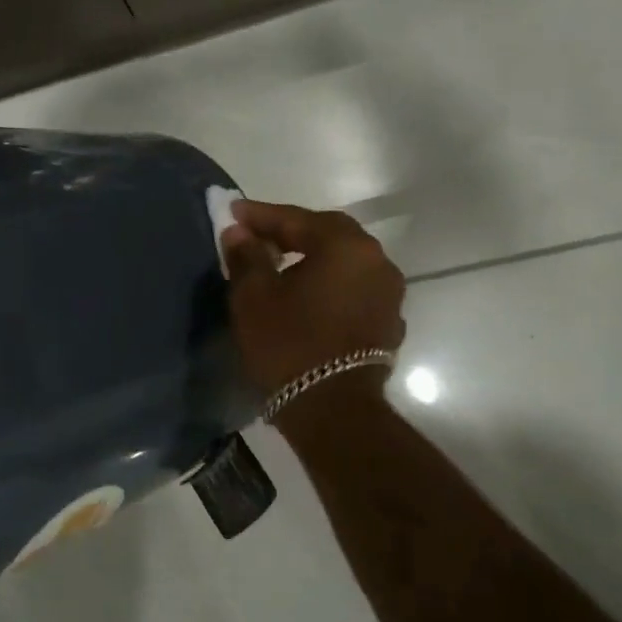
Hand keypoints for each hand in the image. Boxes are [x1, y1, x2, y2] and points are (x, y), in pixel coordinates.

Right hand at [221, 200, 406, 399]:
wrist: (332, 409)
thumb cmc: (288, 343)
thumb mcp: (254, 296)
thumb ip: (247, 255)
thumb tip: (239, 231)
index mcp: (345, 246)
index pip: (296, 218)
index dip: (260, 215)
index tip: (233, 212)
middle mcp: (376, 261)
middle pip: (327, 234)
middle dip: (291, 232)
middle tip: (258, 237)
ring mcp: (388, 294)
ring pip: (344, 262)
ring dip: (313, 258)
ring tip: (280, 265)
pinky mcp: (388, 323)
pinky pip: (353, 289)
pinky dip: (329, 285)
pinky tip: (307, 297)